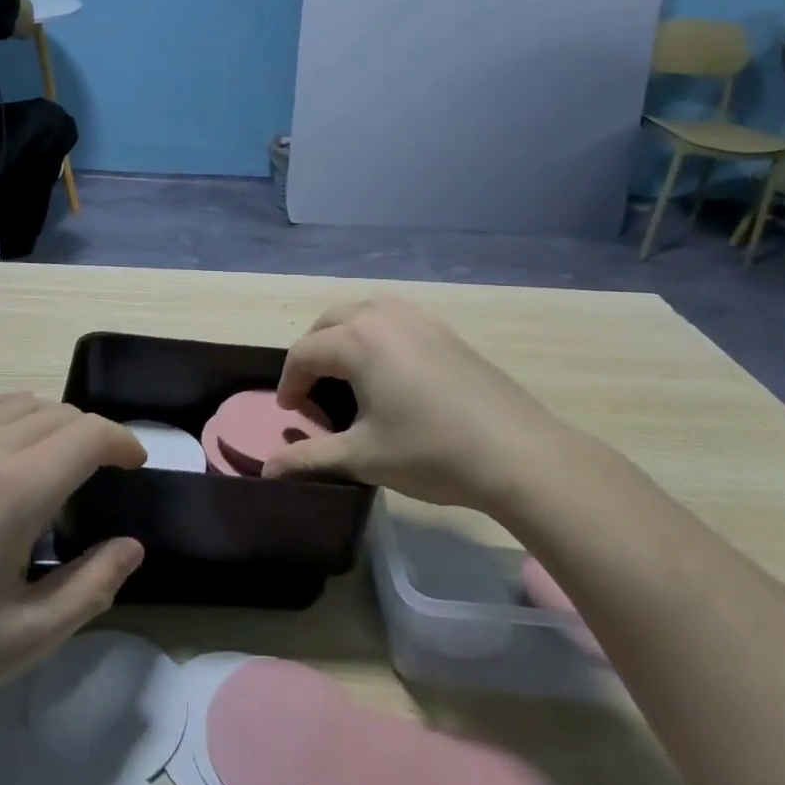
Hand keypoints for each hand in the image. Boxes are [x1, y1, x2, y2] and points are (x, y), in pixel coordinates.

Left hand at [0, 394, 145, 732]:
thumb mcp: (26, 638)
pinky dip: (11, 411)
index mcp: (18, 487)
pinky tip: (10, 439)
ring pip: (23, 404)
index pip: (90, 434)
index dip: (124, 442)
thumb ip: (91, 588)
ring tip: (63, 460)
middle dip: (95, 435)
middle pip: (61, 414)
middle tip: (104, 476)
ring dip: (56, 421)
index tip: (136, 466)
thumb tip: (132, 547)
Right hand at [265, 296, 562, 507]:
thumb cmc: (431, 453)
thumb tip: (268, 472)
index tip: (289, 415)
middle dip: (312, 354)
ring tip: (345, 375)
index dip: (289, 383)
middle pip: (328, 323)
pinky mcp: (443, 329)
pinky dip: (375, 333)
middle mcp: (381, 316)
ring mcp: (417, 318)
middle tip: (312, 393)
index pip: (304, 353)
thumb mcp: (363, 457)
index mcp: (356, 340)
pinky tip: (388, 369)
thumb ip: (310, 458)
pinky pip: (393, 317)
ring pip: (361, 312)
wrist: (517, 453)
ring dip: (342, 336)